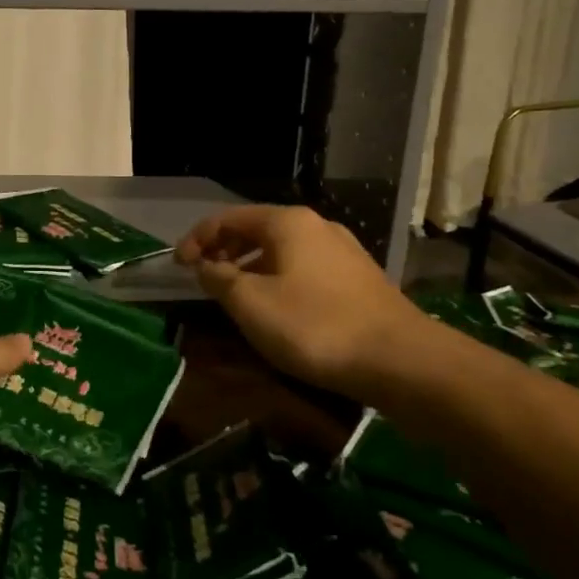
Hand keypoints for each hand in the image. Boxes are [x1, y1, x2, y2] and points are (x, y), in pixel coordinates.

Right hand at [177, 205, 422, 394]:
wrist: (400, 360)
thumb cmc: (314, 325)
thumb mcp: (251, 303)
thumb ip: (219, 279)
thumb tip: (205, 266)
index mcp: (287, 223)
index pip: (227, 218)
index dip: (196, 239)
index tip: (178, 266)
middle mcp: (316, 226)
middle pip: (255, 229)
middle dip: (223, 250)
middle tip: (202, 277)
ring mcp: (341, 250)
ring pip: (280, 249)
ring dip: (249, 265)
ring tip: (233, 293)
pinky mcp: (357, 277)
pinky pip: (302, 266)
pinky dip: (276, 277)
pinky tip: (274, 305)